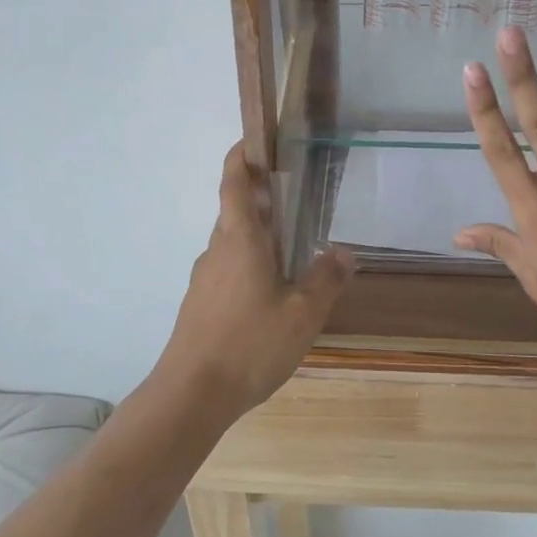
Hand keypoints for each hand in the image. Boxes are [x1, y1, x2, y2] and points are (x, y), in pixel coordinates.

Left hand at [156, 143, 353, 417]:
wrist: (191, 394)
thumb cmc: (249, 344)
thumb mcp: (302, 313)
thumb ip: (326, 279)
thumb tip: (345, 251)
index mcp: (240, 239)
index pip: (234, 182)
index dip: (241, 156)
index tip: (256, 142)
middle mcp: (216, 250)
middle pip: (234, 211)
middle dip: (260, 199)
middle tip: (295, 200)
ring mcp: (203, 278)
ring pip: (231, 243)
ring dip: (256, 235)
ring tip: (292, 249)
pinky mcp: (199, 304)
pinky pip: (226, 269)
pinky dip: (248, 264)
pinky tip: (270, 294)